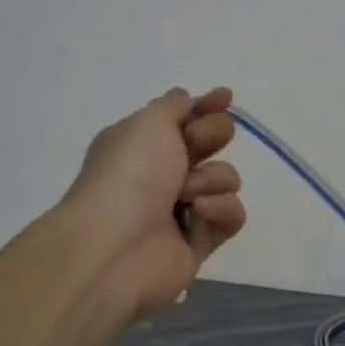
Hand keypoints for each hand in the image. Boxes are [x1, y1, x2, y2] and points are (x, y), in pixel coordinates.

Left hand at [61, 87, 245, 321]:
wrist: (114, 248)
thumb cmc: (129, 174)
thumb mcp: (148, 122)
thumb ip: (174, 106)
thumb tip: (186, 99)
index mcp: (143, 142)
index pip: (185, 116)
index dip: (208, 106)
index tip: (226, 97)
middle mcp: (163, 172)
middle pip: (212, 142)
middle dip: (213, 136)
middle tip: (197, 144)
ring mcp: (183, 208)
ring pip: (225, 178)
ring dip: (211, 180)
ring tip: (187, 196)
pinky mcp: (200, 241)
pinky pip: (230, 215)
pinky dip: (219, 211)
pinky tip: (199, 215)